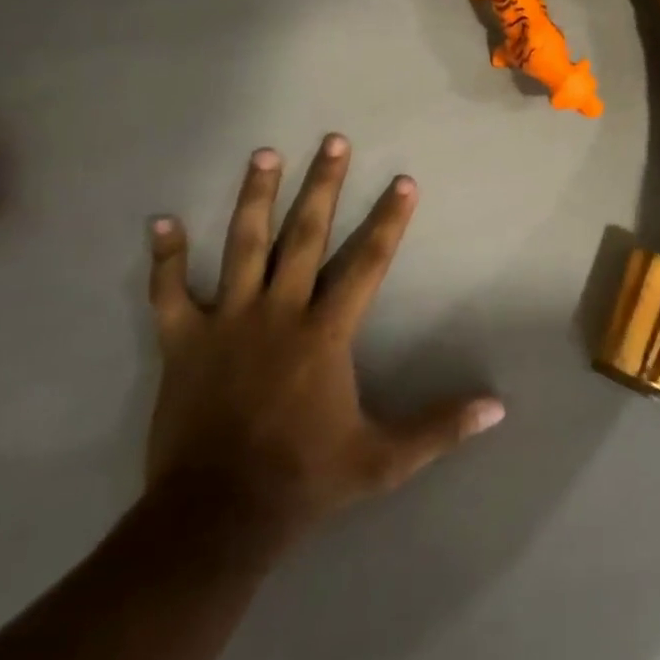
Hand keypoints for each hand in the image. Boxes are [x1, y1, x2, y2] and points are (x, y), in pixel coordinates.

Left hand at [144, 135, 505, 544]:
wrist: (215, 518)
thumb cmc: (304, 479)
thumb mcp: (383, 460)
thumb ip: (439, 428)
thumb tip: (498, 407)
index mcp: (326, 333)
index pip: (367, 262)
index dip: (388, 220)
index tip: (403, 182)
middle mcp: (280, 312)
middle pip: (304, 235)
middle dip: (323, 185)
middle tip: (333, 141)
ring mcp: (228, 322)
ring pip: (242, 246)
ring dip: (254, 198)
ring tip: (264, 154)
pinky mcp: (184, 342)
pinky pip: (170, 293)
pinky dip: (166, 258)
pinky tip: (161, 222)